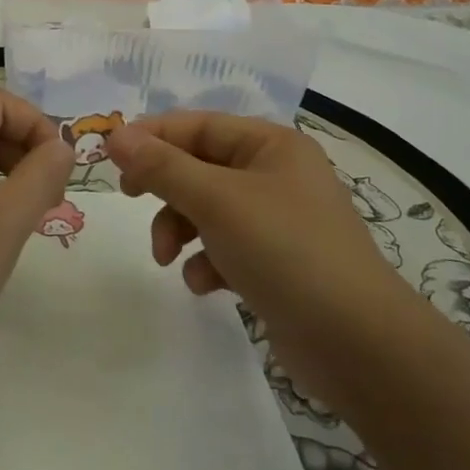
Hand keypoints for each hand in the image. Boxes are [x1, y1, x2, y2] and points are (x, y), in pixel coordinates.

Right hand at [105, 112, 401, 400]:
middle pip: (201, 167)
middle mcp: (276, 175)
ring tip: (167, 257)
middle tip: (131, 199)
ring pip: (208, 209)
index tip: (111, 158)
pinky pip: (226, 247)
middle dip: (166, 188)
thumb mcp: (217, 201)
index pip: (198, 125)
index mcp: (271, 145)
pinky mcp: (277, 263)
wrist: (358, 344)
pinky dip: (207, 261)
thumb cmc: (286, 250)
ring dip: (180, 229)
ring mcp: (278, 221)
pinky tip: (206, 284)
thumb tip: (115, 136)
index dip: (153, 136)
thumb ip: (163, 167)